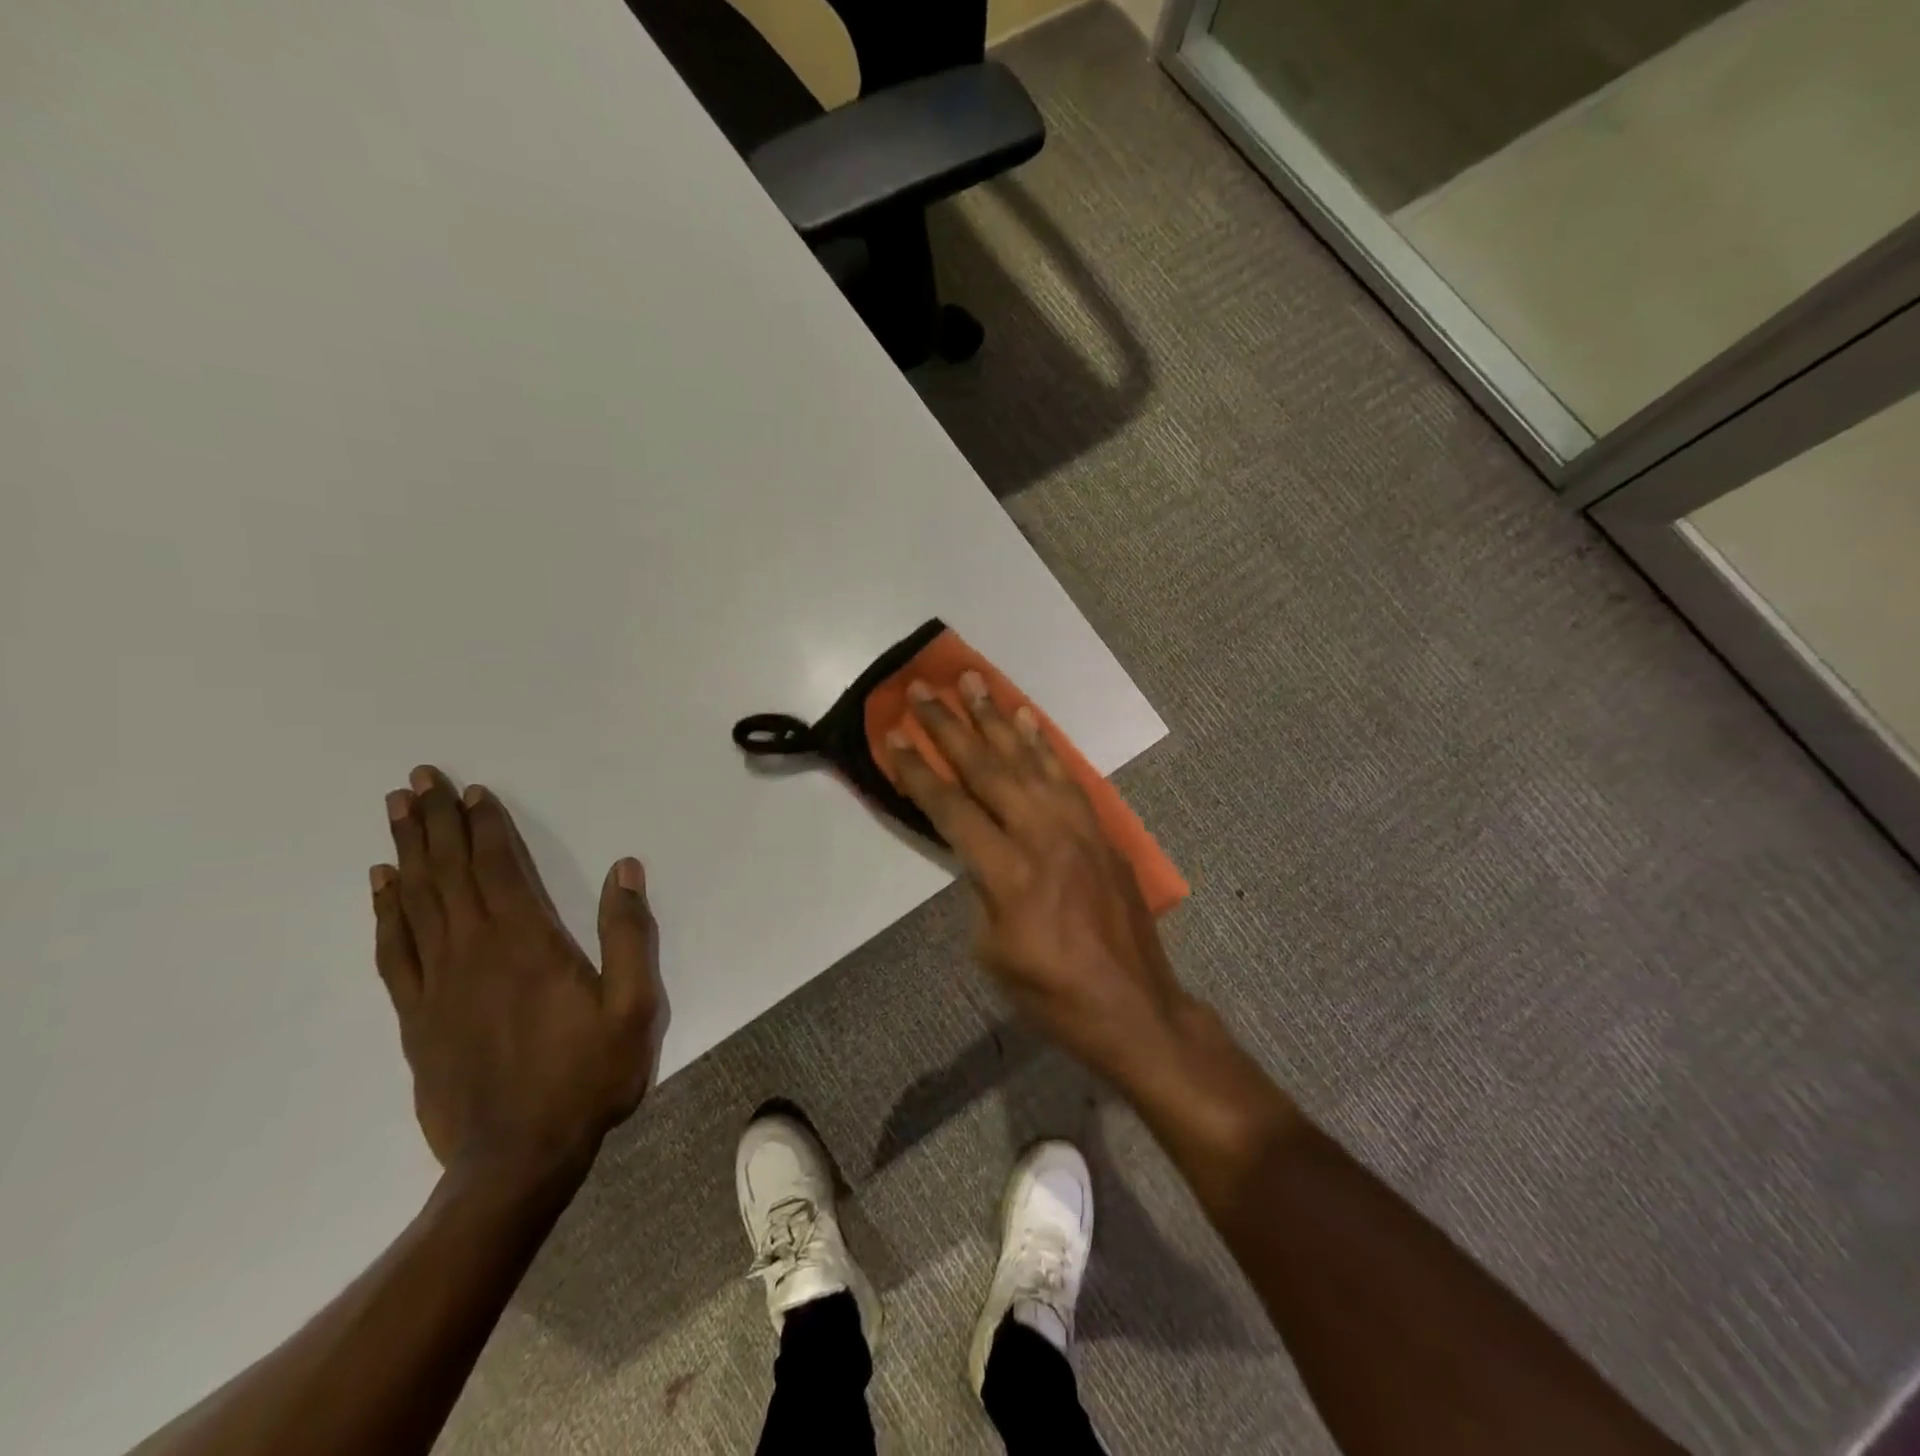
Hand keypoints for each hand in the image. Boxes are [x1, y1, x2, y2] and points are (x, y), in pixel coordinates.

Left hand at [372, 766, 659, 1184]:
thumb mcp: (635, 1006)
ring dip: (407, 853)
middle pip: (449, 874)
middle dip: (435, 823)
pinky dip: (386, 912)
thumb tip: (625, 869)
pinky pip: (395, 950)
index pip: (499, 869)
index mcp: (529, 944)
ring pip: (416, 902)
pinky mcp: (417, 1016)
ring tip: (396, 814)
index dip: (485, 827)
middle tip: (417, 779)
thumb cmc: (586, 1077)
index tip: (471, 791)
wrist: (516, 1159)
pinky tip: (382, 888)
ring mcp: (439, 984)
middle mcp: (476, 952)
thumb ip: (629, 934)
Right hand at [887, 675, 1191, 1084]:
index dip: (919, 770)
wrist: (1134, 1007)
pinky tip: (1028, 720)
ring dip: (997, 719)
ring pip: (1030, 760)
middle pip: (988, 768)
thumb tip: (980, 853)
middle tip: (924, 688)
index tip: (893, 734)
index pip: (952, 808)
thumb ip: (981, 890)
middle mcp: (1043, 835)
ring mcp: (1078, 828)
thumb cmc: (1053, 994)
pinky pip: (1068, 775)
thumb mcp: (993, 951)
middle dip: (950, 726)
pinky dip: (1044, 744)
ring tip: (973, 682)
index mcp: (1009, 872)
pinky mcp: (1100, 830)